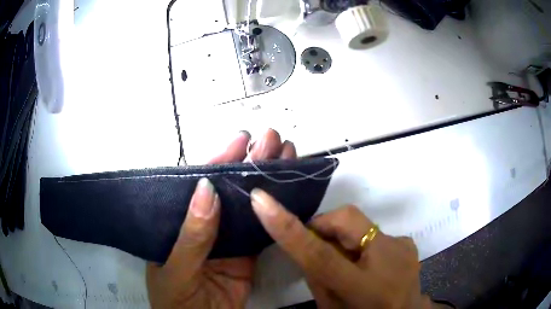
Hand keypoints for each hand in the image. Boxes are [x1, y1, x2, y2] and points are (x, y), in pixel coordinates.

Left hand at [146, 129, 296, 308]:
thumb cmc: (174, 300)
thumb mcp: (175, 270)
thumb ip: (191, 236)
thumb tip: (206, 188)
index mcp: (180, 222)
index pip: (200, 185)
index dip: (220, 160)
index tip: (242, 139)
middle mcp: (205, 225)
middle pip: (229, 188)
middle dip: (251, 162)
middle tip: (272, 139)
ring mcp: (228, 239)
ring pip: (248, 205)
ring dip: (266, 181)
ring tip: (286, 156)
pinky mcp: (247, 255)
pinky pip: (261, 230)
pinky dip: (275, 211)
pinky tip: (289, 191)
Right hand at [250, 192, 431, 308]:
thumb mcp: (330, 308)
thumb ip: (316, 276)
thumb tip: (305, 243)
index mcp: (364, 289)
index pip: (319, 254)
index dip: (289, 228)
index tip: (261, 200)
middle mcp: (388, 260)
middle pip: (345, 219)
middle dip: (323, 225)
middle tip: (317, 244)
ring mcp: (402, 247)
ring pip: (359, 224)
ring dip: (342, 237)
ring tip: (346, 260)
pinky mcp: (407, 241)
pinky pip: (373, 232)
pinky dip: (361, 243)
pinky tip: (367, 262)